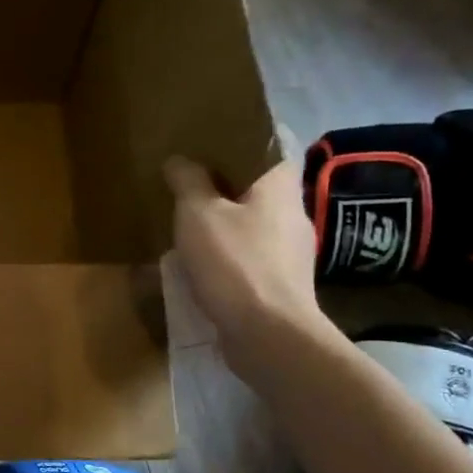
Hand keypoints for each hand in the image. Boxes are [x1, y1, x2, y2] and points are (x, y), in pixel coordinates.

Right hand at [164, 142, 332, 380]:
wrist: (269, 336)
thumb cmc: (235, 263)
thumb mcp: (198, 214)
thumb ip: (188, 181)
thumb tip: (180, 159)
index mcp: (279, 186)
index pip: (272, 145)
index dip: (245, 137)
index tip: (214, 136)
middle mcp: (293, 213)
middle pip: (260, 185)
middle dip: (228, 180)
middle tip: (190, 175)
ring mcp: (290, 252)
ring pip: (254, 221)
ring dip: (226, 219)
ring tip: (189, 218)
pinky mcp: (280, 283)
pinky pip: (250, 254)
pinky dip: (228, 251)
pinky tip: (202, 260)